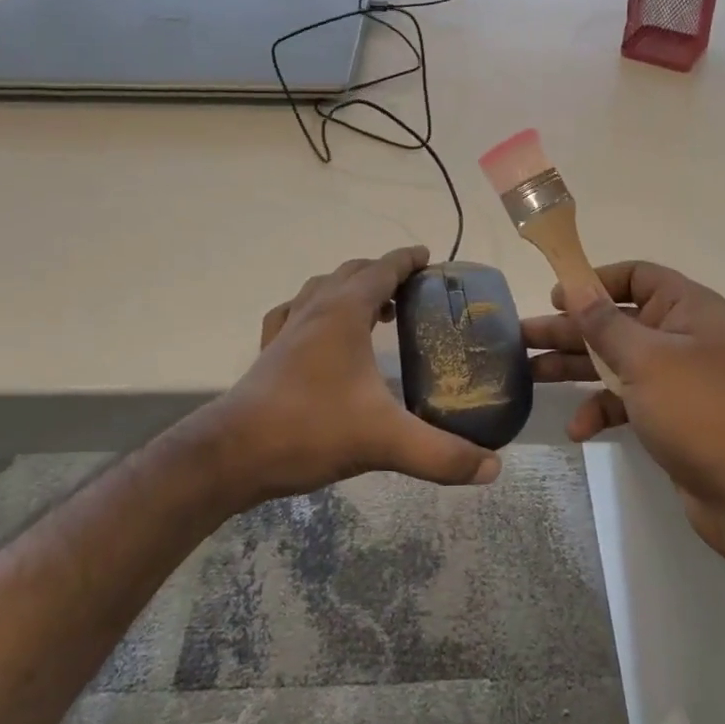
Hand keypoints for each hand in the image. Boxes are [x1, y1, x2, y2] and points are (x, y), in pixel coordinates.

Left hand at [192, 246, 501, 507]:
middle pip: (352, 273)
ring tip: (376, 310)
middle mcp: (314, 309)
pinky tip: (320, 334)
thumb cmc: (310, 430)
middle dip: (383, 273)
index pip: (382, 269)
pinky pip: (295, 314)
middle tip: (412, 291)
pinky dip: (315, 310)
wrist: (231, 454)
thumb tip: (493, 467)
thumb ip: (441, 454)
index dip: (407, 259)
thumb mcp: (384, 441)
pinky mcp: (269, 353)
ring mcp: (286, 329)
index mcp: (343, 312)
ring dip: (351, 288)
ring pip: (322, 289)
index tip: (429, 256)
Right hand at [522, 261, 724, 560]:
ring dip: (575, 368)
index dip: (595, 282)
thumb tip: (574, 285)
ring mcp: (675, 378)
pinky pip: (625, 400)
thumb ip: (604, 322)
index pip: (636, 276)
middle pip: (616, 321)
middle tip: (521, 337)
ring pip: (614, 361)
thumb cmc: (698, 409)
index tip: (556, 297)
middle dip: (570, 330)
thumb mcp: (645, 359)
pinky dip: (601, 409)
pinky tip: (578, 429)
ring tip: (529, 374)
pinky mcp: (668, 415)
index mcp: (686, 308)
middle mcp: (681, 336)